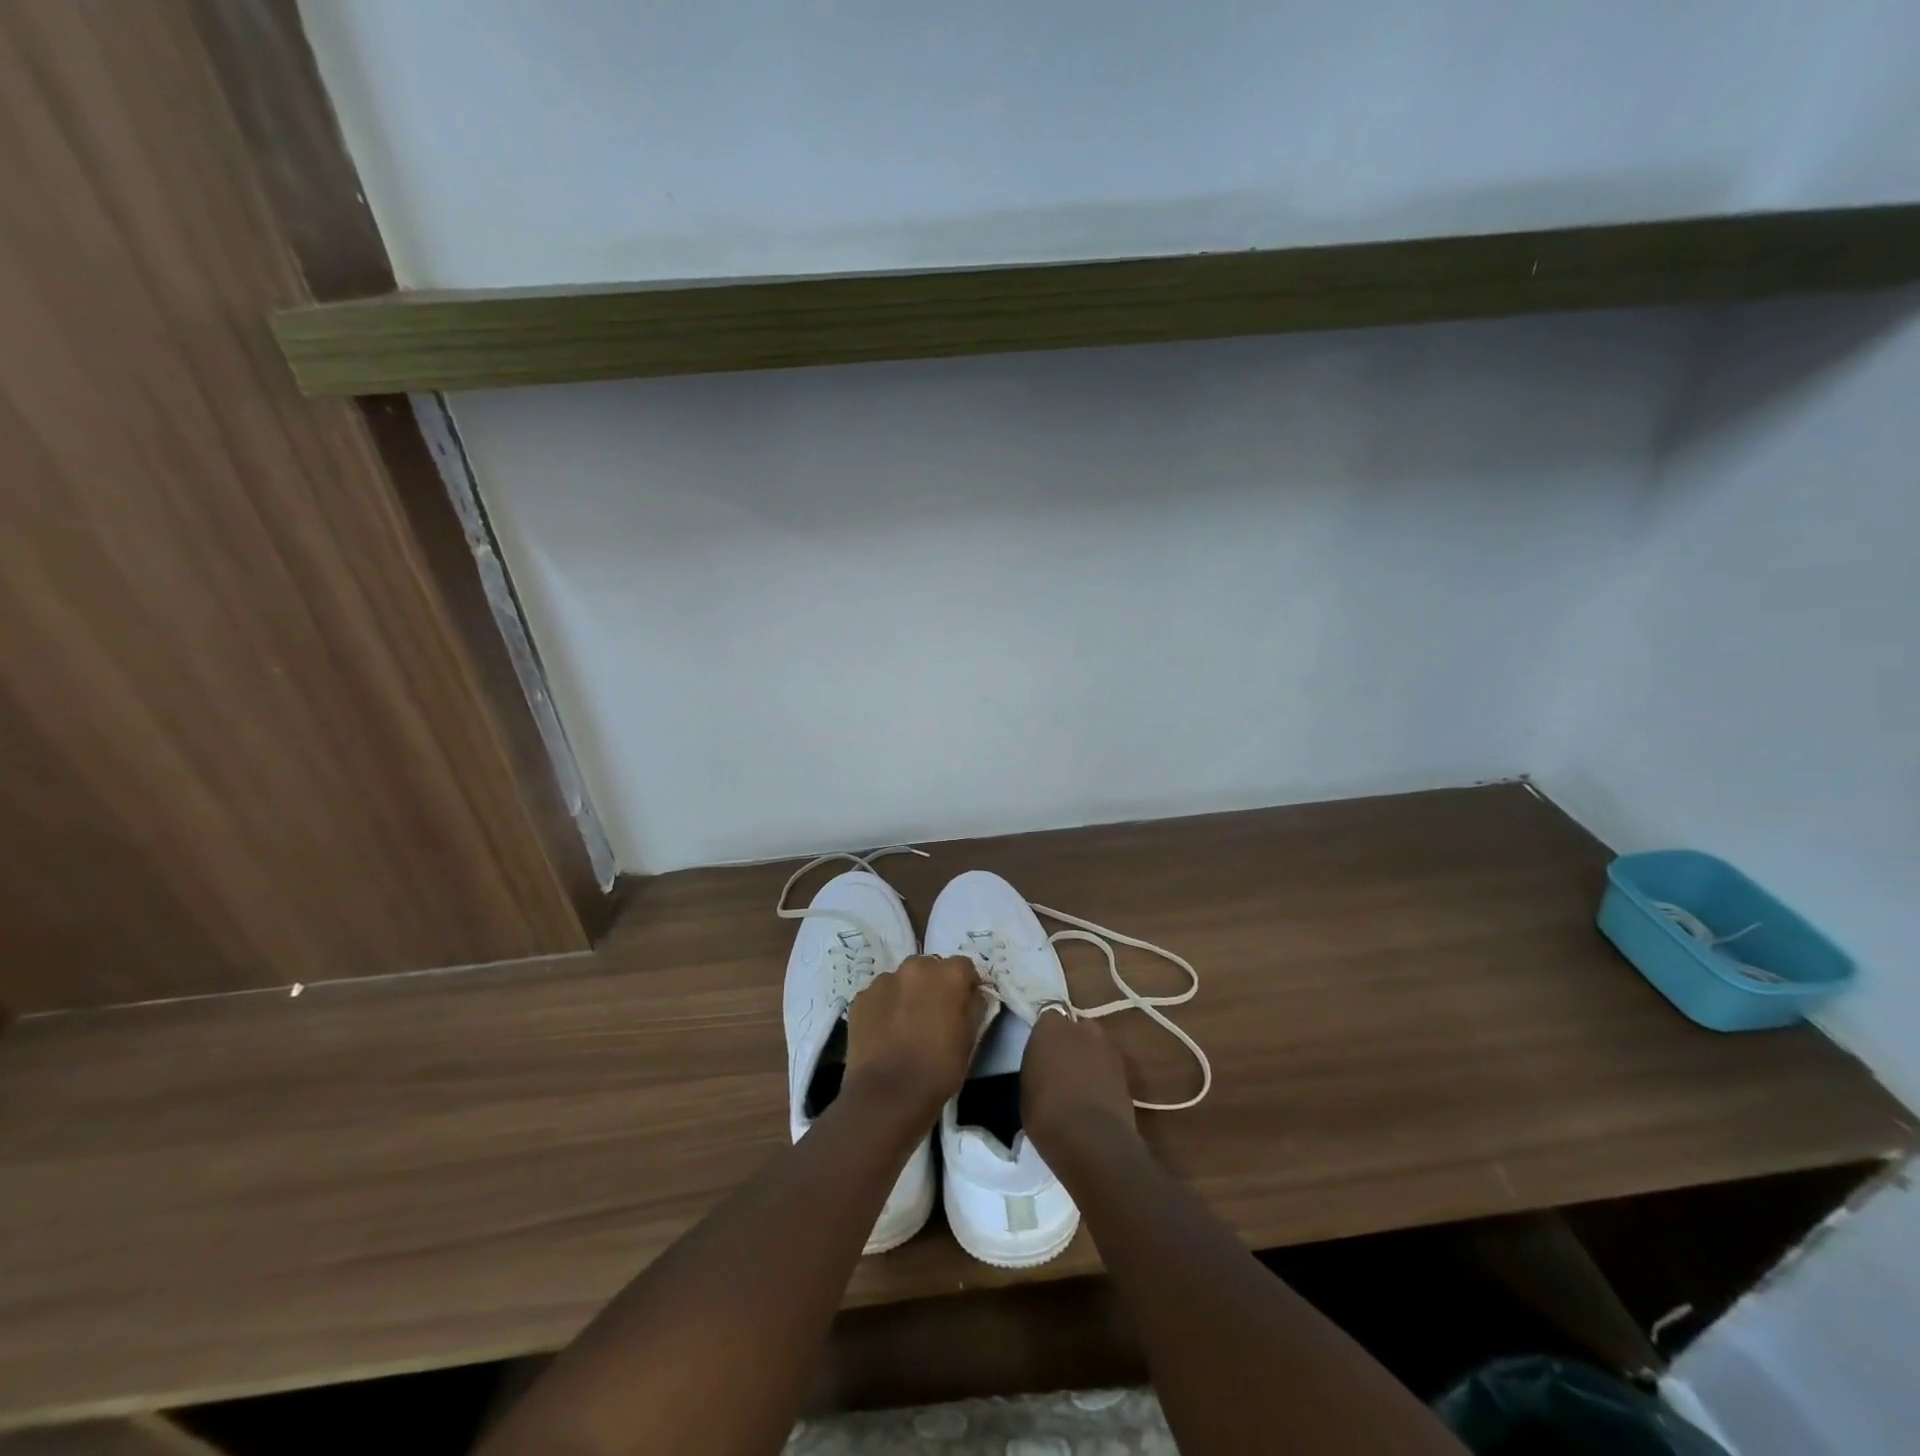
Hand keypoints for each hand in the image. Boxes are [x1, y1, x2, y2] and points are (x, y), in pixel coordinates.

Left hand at [845, 955, 983, 1119]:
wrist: (887, 1095)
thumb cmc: (938, 1069)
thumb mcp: (970, 1039)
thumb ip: (974, 1007)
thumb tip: (972, 995)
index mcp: (948, 974)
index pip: (964, 967)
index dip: (965, 985)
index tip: (963, 1005)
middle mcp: (916, 967)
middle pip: (930, 967)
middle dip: (934, 984)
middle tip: (933, 1014)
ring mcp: (884, 980)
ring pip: (902, 980)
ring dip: (907, 994)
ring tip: (905, 1026)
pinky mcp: (861, 997)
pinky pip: (879, 996)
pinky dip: (884, 1007)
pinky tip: (884, 1033)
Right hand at [1021, 1011, 1137, 1151]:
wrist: (1090, 1139)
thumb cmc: (1046, 1112)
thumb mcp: (1028, 1087)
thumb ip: (1038, 1066)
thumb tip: (1045, 1068)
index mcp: (1051, 1027)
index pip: (1048, 1018)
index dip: (1047, 1037)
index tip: (1042, 1054)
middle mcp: (1081, 1028)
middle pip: (1076, 1029)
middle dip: (1072, 1043)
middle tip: (1062, 1068)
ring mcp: (1108, 1048)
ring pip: (1096, 1047)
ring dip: (1090, 1058)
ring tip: (1081, 1085)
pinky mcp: (1126, 1071)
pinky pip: (1109, 1067)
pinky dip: (1104, 1077)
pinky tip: (1096, 1098)